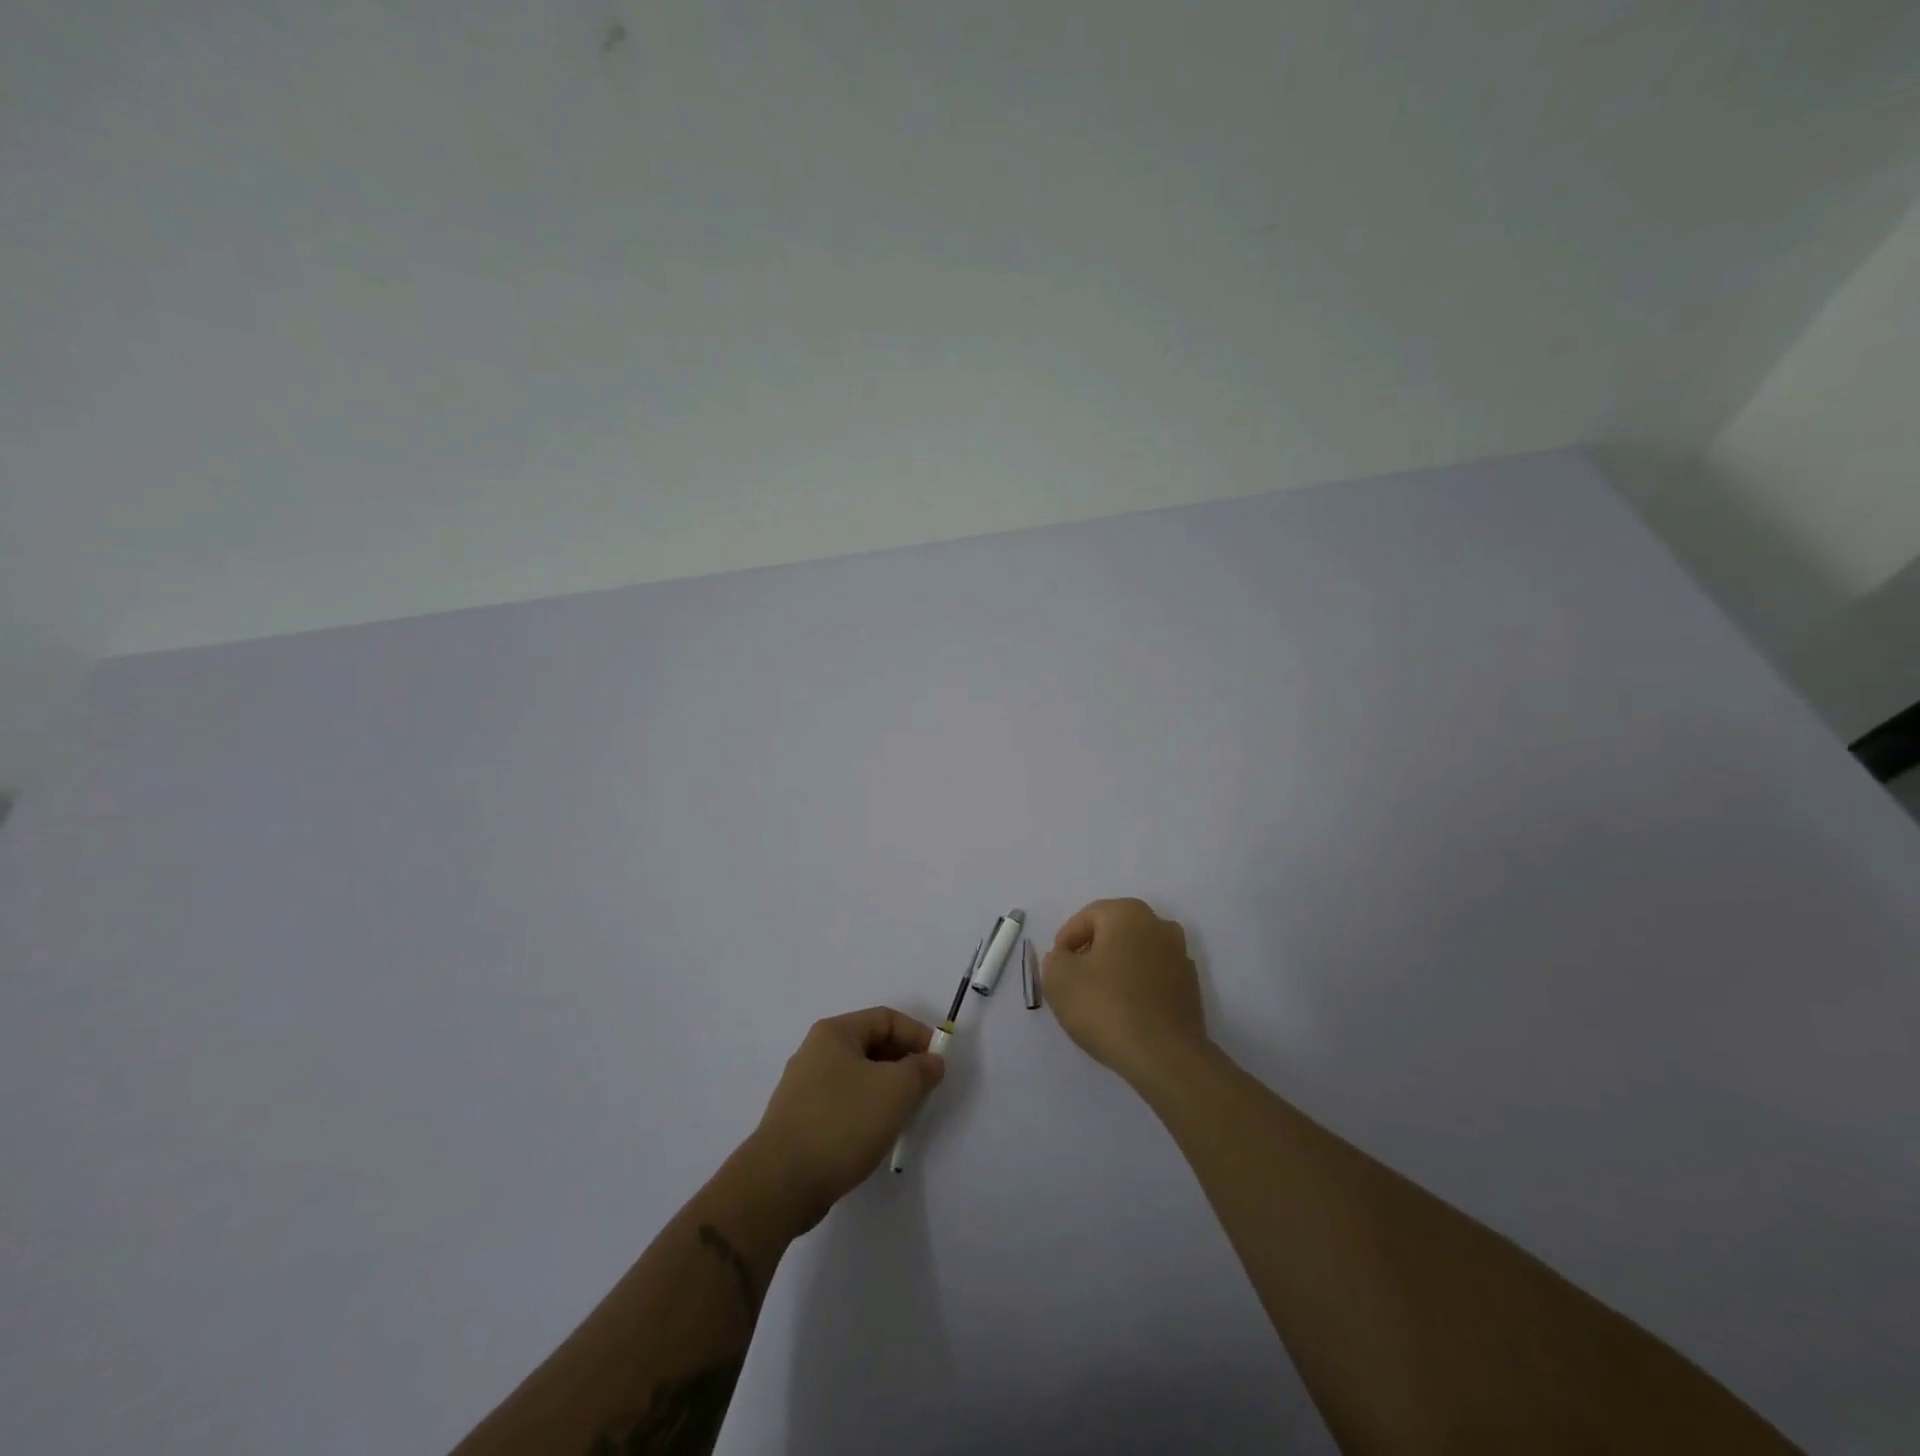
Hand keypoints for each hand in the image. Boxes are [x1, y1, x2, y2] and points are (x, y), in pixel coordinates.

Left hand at [744, 1007, 945, 1233]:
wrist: (781, 1183)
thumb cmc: (842, 1122)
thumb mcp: (895, 1090)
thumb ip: (921, 1069)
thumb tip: (931, 1061)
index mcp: (834, 1033)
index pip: (886, 1018)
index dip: (918, 1035)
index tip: (939, 1062)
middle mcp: (815, 1052)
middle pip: (871, 1045)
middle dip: (903, 1063)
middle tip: (926, 1089)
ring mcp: (804, 1087)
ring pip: (859, 1076)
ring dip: (886, 1089)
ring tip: (905, 1114)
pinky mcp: (801, 1119)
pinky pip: (844, 1102)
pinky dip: (866, 1110)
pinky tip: (876, 1134)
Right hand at [1044, 898, 1210, 1090]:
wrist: (1165, 1056)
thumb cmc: (1106, 1007)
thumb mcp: (1059, 979)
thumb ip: (1055, 960)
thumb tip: (1066, 959)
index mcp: (1128, 913)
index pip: (1086, 918)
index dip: (1065, 942)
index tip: (1057, 968)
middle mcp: (1159, 925)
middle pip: (1113, 933)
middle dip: (1091, 953)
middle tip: (1074, 982)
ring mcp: (1180, 956)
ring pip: (1135, 955)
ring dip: (1116, 970)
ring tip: (1098, 1001)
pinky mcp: (1190, 988)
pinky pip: (1153, 978)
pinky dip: (1137, 988)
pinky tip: (1124, 1014)